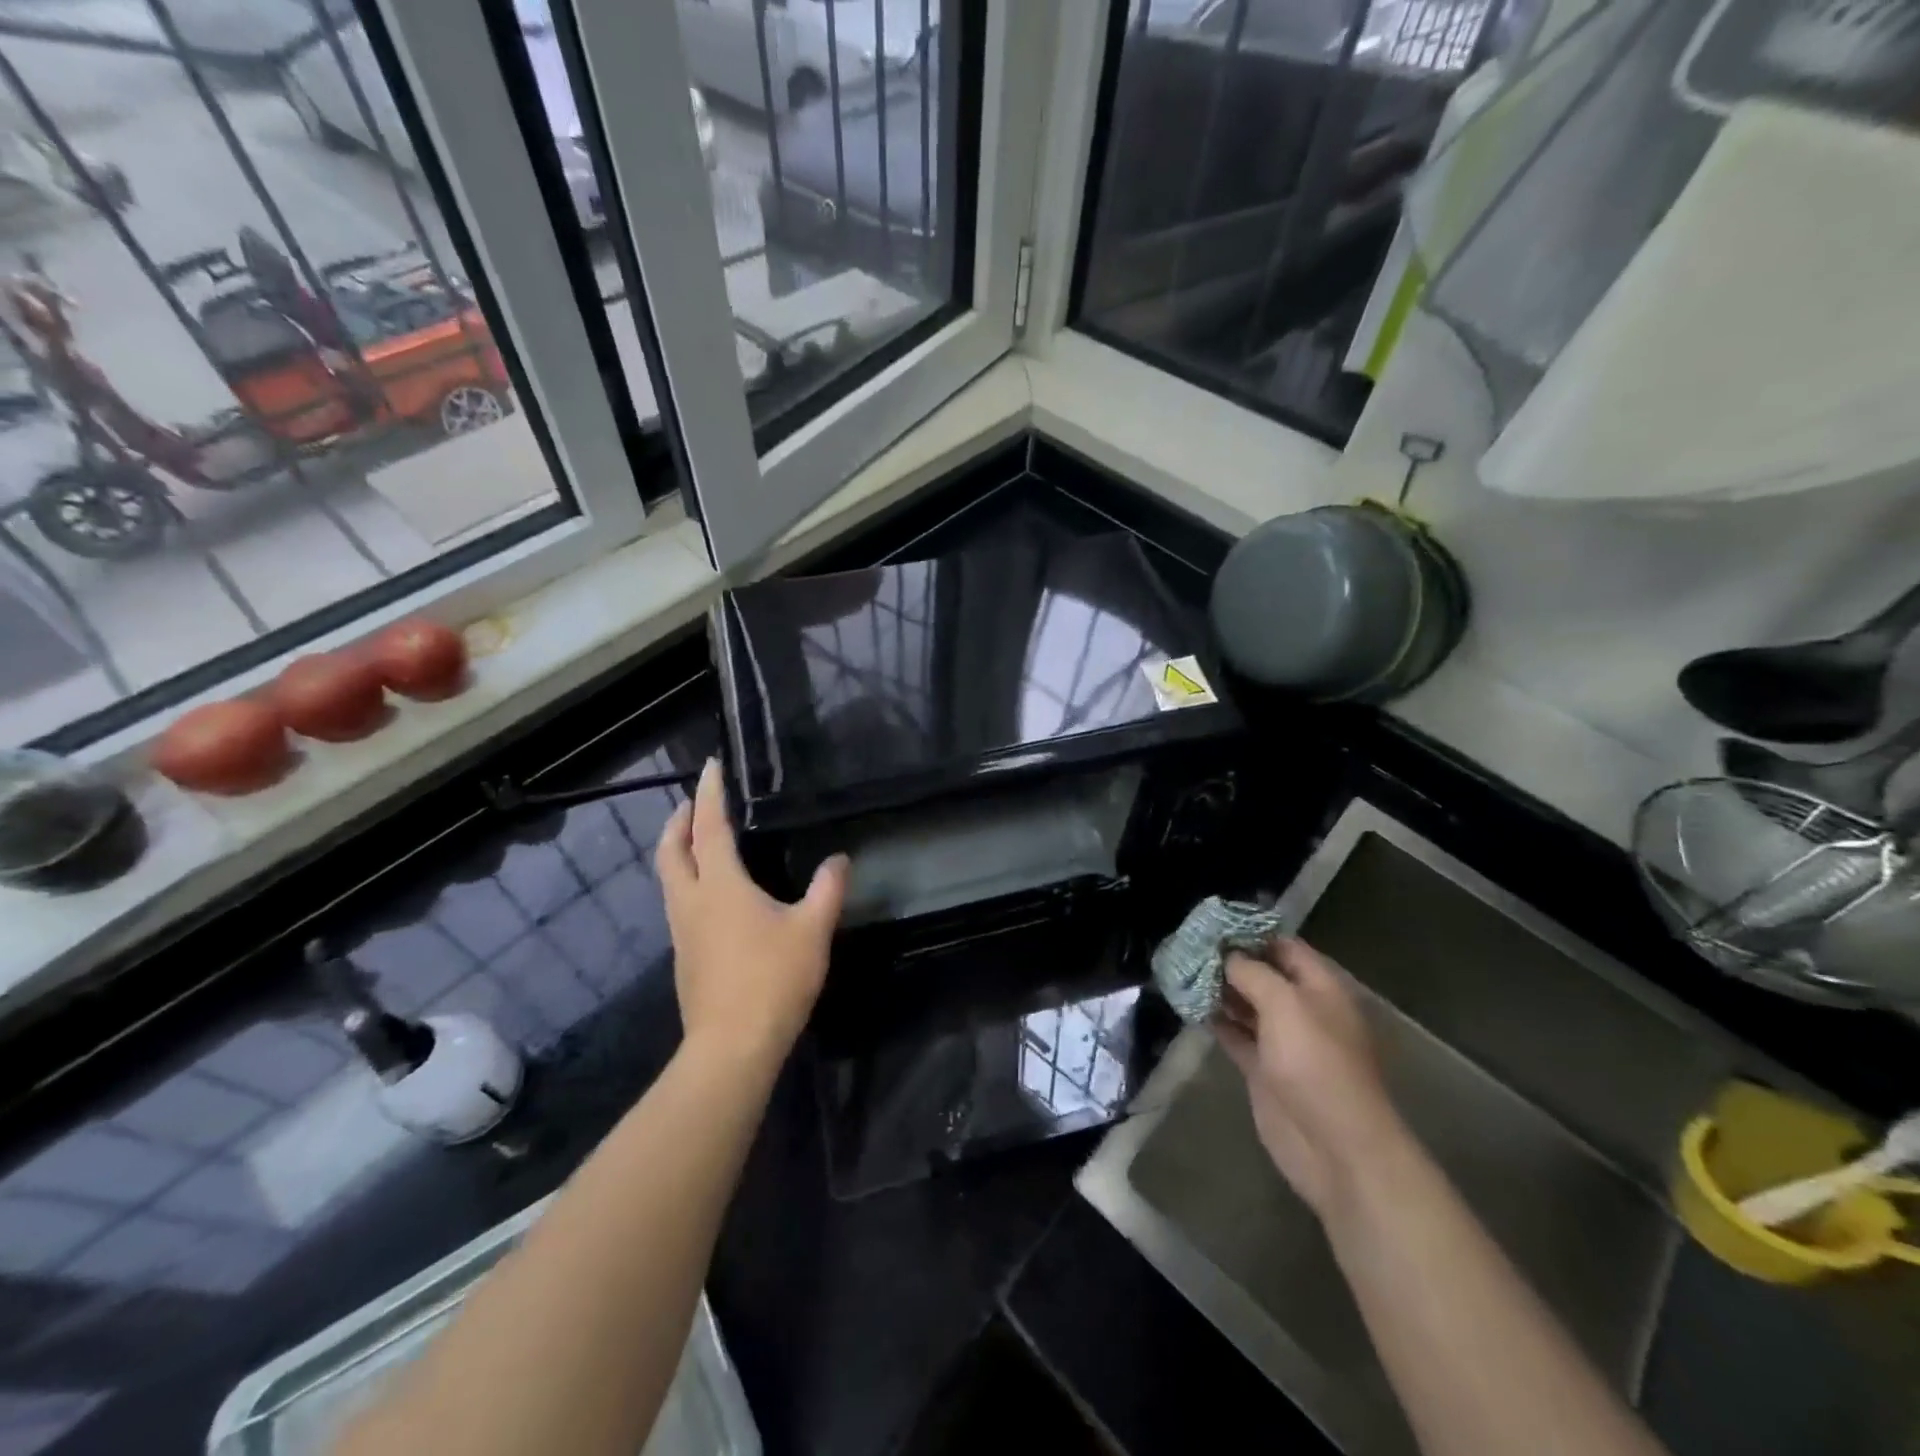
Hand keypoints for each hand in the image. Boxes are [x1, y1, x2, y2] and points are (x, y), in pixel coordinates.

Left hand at [656, 760, 848, 1067]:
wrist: (732, 1047)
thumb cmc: (773, 980)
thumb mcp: (813, 930)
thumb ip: (828, 889)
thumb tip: (839, 860)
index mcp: (720, 886)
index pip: (709, 828)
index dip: (709, 794)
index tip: (710, 767)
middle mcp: (692, 902)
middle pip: (671, 851)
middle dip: (678, 821)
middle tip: (693, 803)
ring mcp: (682, 931)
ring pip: (669, 879)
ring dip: (677, 851)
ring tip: (698, 841)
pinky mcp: (684, 956)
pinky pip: (678, 903)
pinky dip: (687, 881)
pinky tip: (712, 895)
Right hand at [1212, 938, 1404, 1215]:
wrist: (1334, 1146)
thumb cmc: (1316, 1063)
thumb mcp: (1285, 1004)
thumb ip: (1252, 972)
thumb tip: (1225, 954)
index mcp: (1320, 987)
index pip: (1283, 946)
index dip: (1250, 932)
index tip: (1211, 923)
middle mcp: (1302, 1009)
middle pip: (1262, 974)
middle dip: (1228, 959)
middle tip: (1186, 944)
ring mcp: (1282, 1041)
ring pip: (1246, 1004)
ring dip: (1218, 989)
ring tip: (1181, 969)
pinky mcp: (1263, 1069)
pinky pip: (1235, 1035)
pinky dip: (1215, 1020)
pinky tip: (1188, 1005)